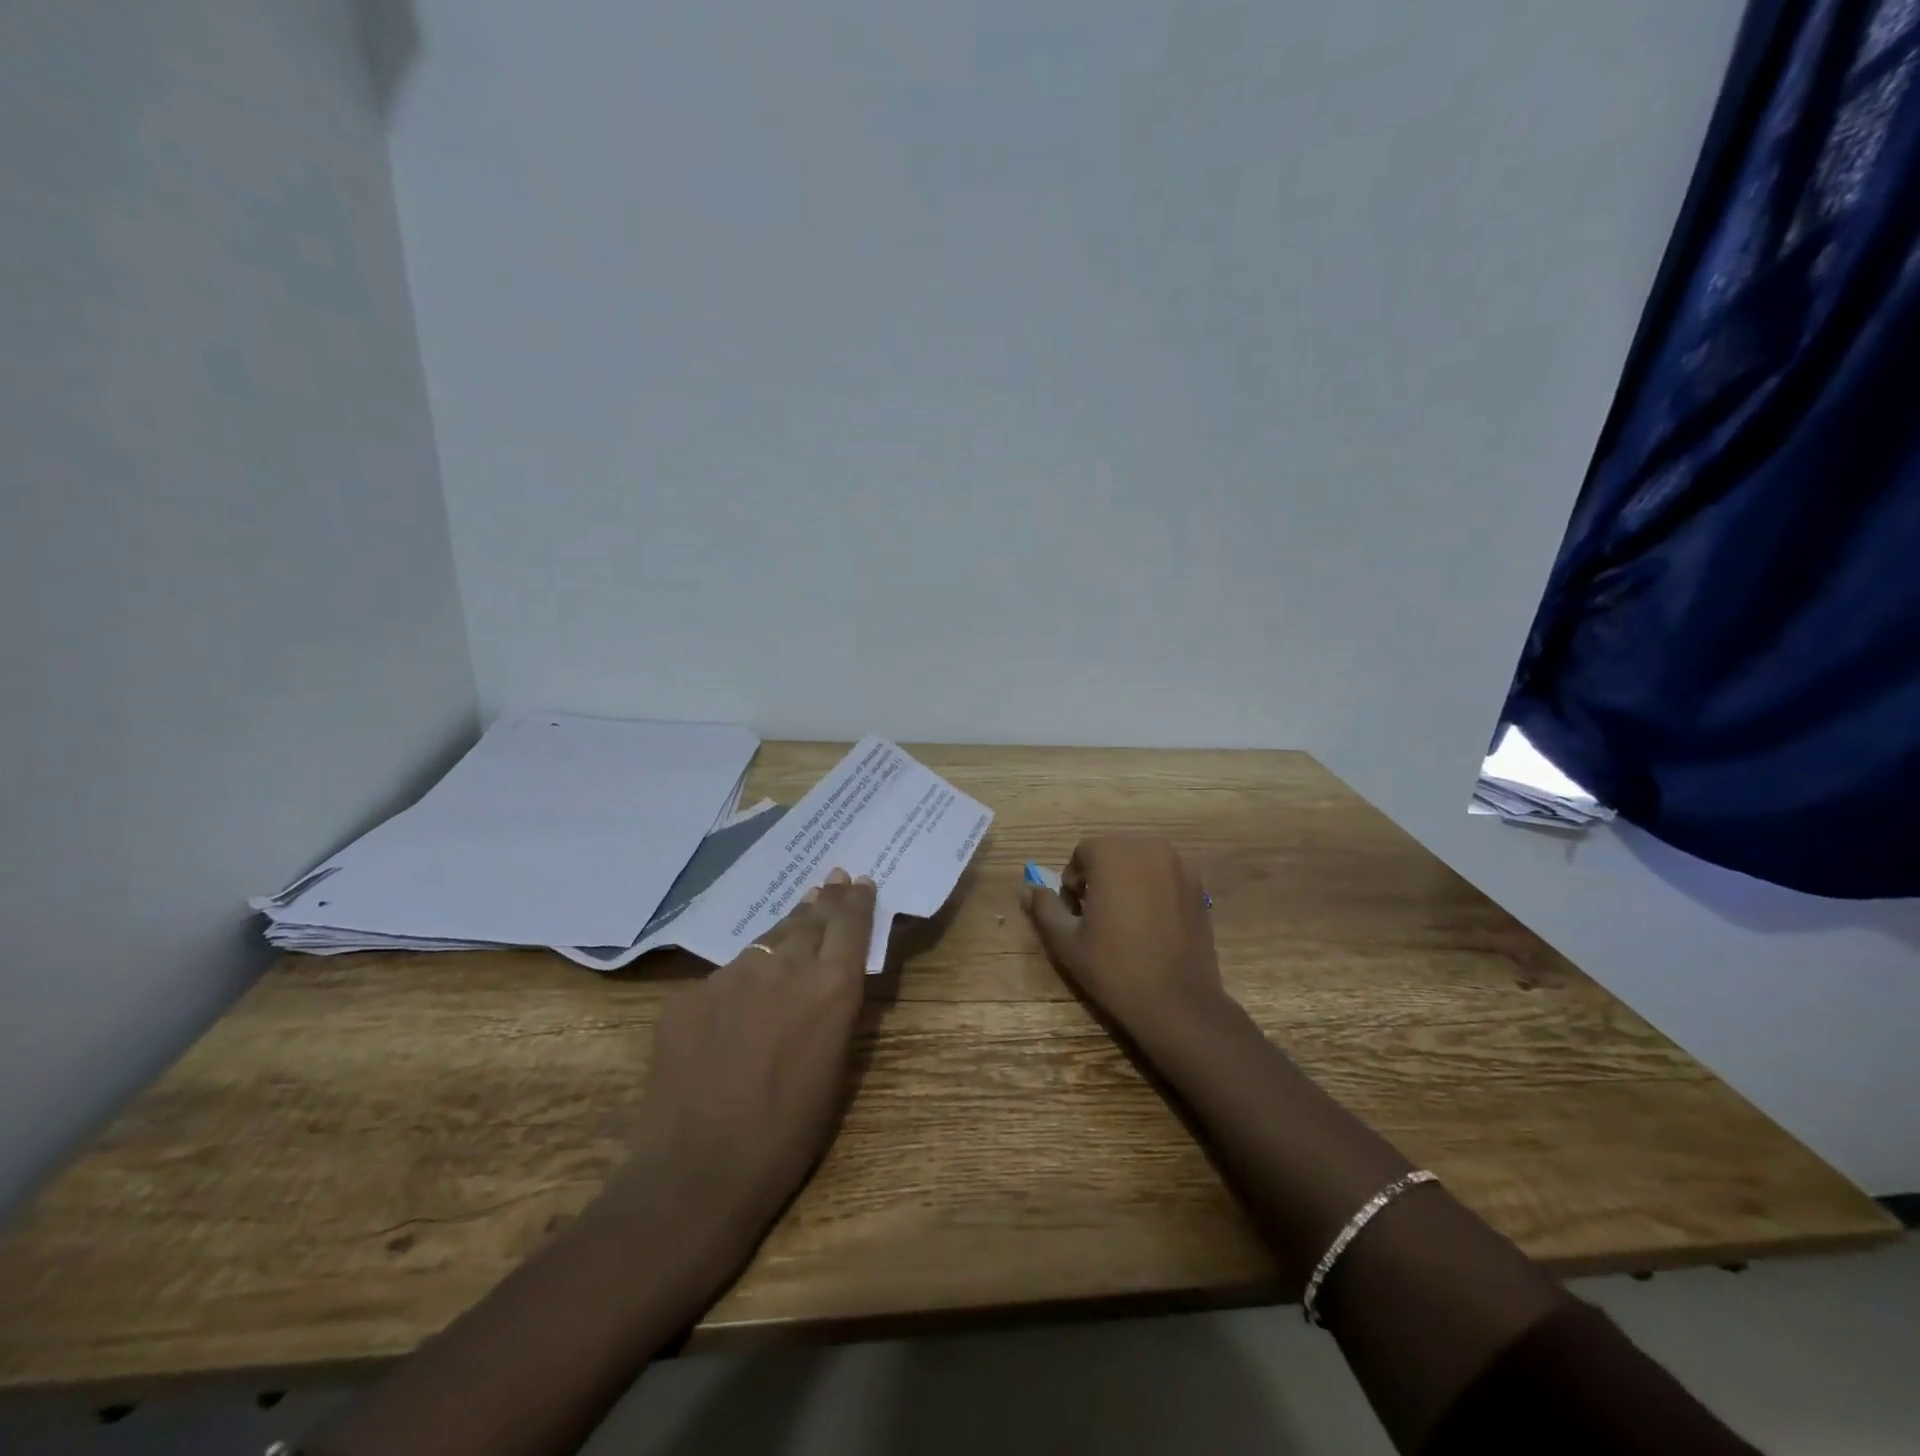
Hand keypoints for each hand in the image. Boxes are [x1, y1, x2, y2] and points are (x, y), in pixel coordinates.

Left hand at [600, 869, 875, 1261]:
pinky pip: (723, 978)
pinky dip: (739, 981)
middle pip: (810, 919)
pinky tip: (737, 1000)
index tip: (860, 881)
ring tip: (796, 920)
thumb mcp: (835, 1069)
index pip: (850, 924)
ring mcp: (731, 976)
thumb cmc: (787, 1136)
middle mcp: (784, 968)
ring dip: (785, 932)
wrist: (697, 1173)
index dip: (858, 900)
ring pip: (765, 943)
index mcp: (831, 988)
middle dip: (825, 900)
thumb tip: (833, 979)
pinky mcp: (689, 994)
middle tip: (833, 880)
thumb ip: (834, 1010)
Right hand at [1023, 835, 1227, 1043]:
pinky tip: (1152, 924)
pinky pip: (1165, 876)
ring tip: (1125, 919)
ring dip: (1128, 879)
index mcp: (1112, 853)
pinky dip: (1154, 888)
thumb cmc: (1114, 968)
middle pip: (1113, 851)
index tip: (1076, 912)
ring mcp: (1179, 865)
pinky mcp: (1199, 886)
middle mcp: (1148, 848)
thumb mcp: (1066, 941)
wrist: (1177, 1002)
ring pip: (1141, 861)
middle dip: (1101, 875)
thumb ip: (1045, 908)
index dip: (1073, 881)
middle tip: (1097, 915)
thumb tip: (1028, 889)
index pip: (1082, 853)